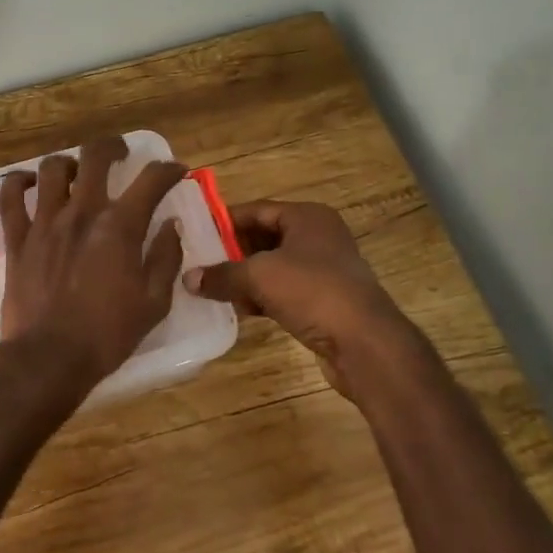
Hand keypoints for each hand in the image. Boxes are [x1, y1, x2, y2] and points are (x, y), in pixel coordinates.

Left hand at [0, 135, 187, 412]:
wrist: (48, 358)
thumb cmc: (107, 335)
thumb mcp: (154, 302)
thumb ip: (165, 257)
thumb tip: (170, 224)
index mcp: (119, 227)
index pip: (151, 180)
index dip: (168, 170)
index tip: (175, 172)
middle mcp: (81, 212)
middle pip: (94, 155)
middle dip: (112, 147)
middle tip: (120, 156)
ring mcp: (44, 222)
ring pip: (51, 168)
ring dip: (68, 164)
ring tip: (76, 174)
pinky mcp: (16, 238)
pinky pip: (9, 197)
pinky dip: (17, 183)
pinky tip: (29, 185)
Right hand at [183, 200, 424, 400]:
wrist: (364, 343)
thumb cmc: (312, 292)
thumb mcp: (259, 277)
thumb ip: (222, 275)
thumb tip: (188, 278)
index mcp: (307, 217)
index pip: (256, 209)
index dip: (225, 221)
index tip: (194, 233)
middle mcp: (318, 236)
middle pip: (264, 236)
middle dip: (232, 251)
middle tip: (198, 262)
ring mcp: (324, 269)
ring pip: (273, 266)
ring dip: (245, 277)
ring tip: (211, 287)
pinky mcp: (324, 300)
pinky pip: (284, 290)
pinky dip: (262, 296)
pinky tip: (239, 308)